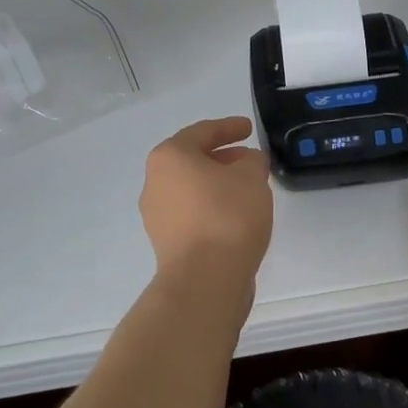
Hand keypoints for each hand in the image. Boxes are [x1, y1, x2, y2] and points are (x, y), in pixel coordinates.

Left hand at [139, 117, 273, 310]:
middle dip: (223, 158)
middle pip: (192, 161)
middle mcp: (155, 182)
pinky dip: (212, 208)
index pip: (202, 132)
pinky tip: (237, 216)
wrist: (205, 280)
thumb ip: (253, 160)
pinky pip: (192, 214)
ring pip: (191, 189)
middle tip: (250, 160)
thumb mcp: (252, 176)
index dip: (229, 128)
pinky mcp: (166, 243)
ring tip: (248, 189)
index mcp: (170, 157)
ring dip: (218, 185)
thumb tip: (247, 162)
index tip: (249, 129)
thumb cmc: (227, 215)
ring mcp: (157, 216)